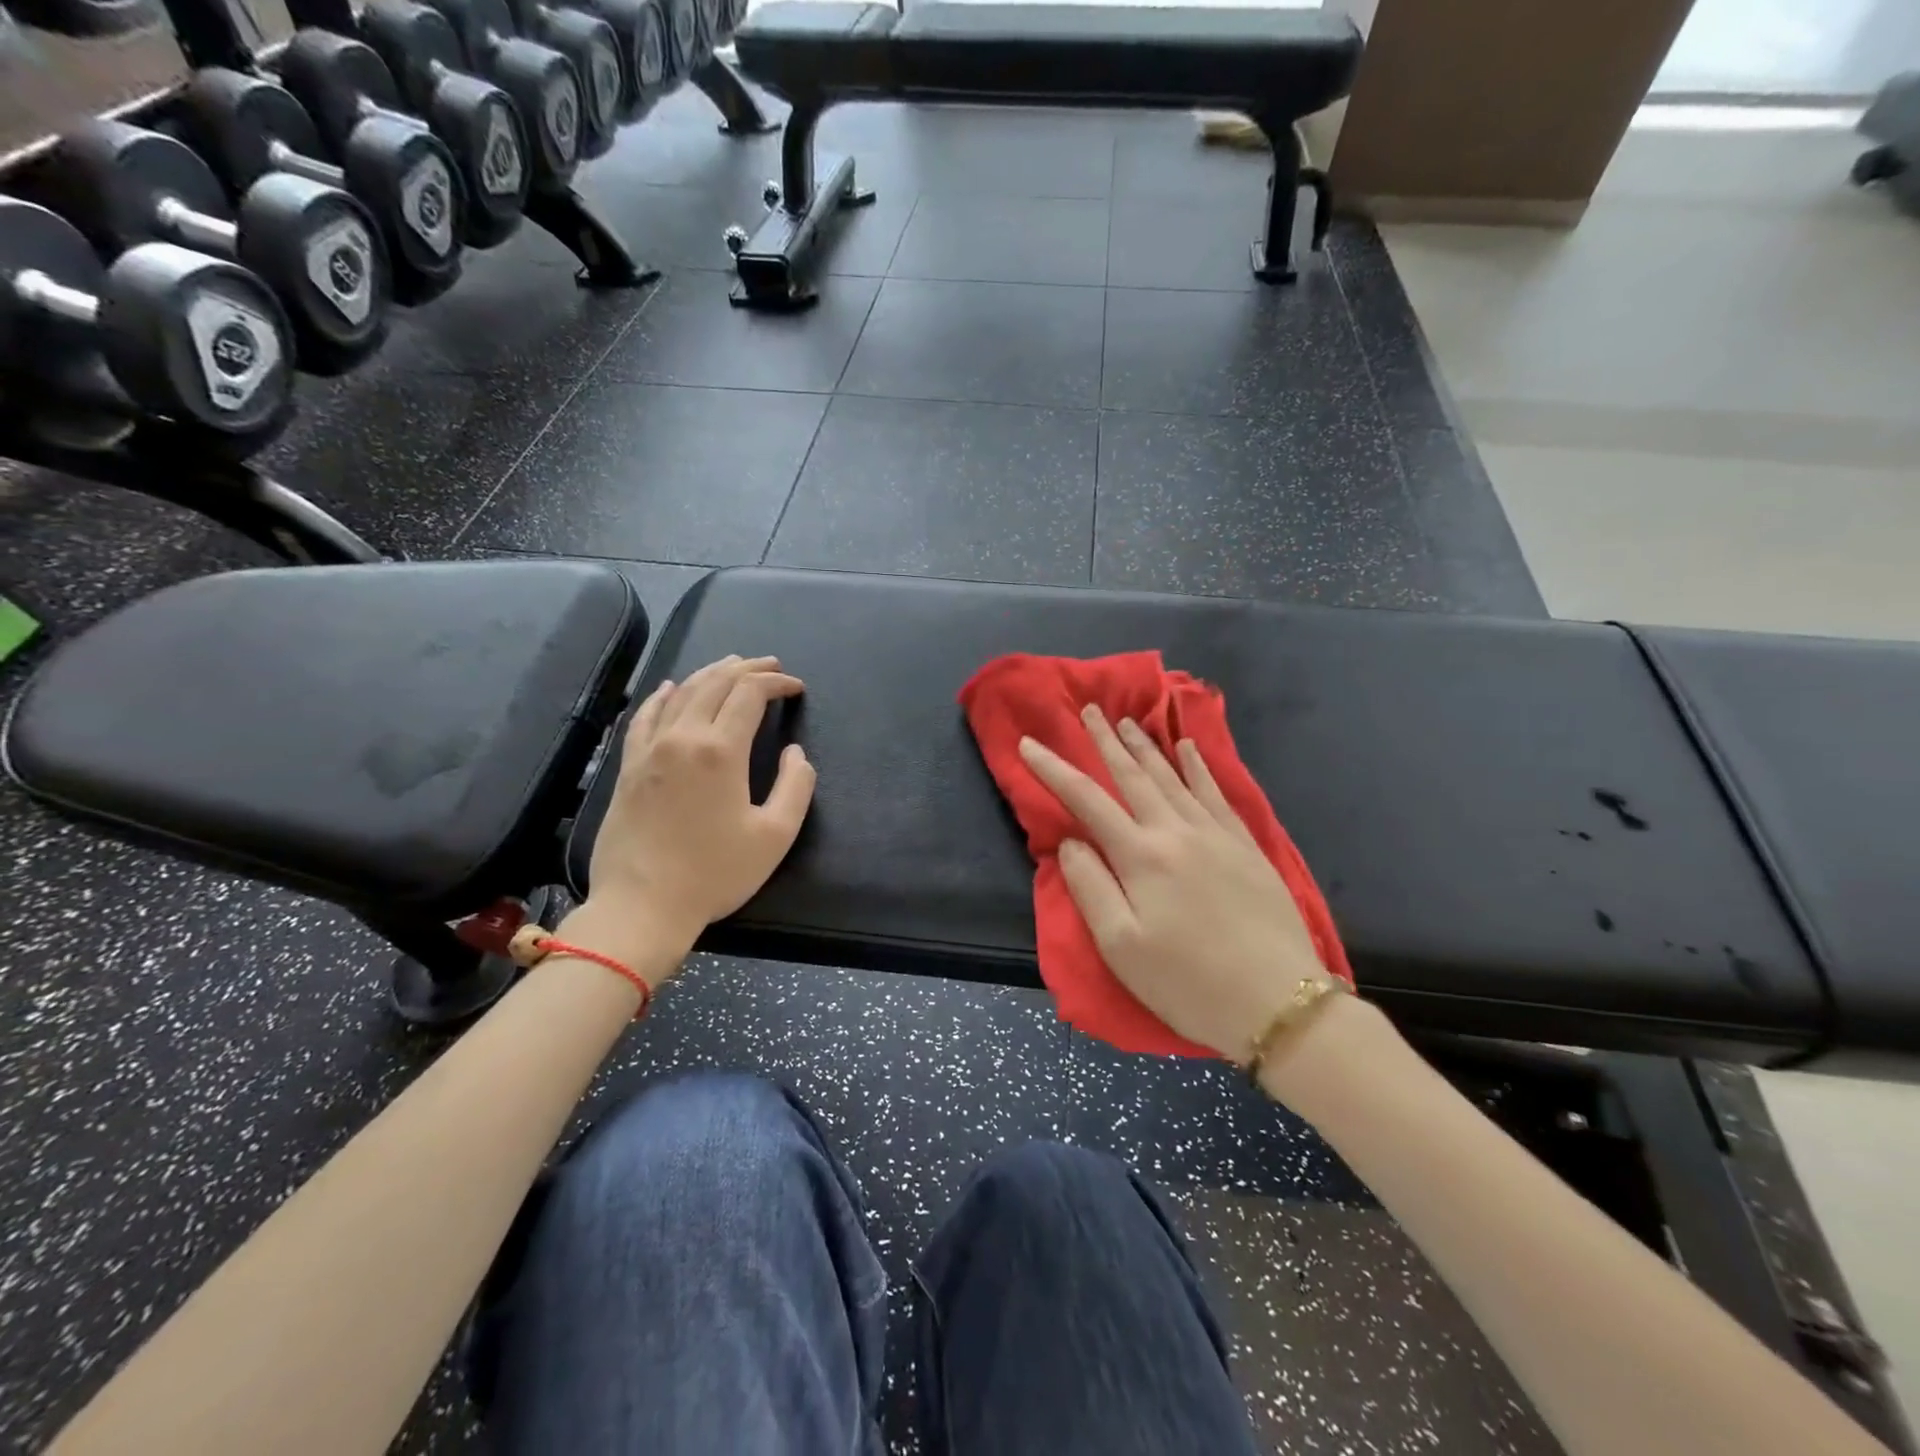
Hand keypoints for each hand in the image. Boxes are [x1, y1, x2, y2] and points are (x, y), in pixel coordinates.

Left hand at [568, 655, 814, 976]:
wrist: (642, 905)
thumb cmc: (715, 873)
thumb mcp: (775, 836)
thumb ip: (795, 786)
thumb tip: (794, 753)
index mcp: (720, 750)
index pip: (750, 694)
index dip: (776, 683)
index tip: (796, 688)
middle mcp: (682, 737)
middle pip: (715, 683)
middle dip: (748, 669)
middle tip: (772, 666)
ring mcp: (650, 749)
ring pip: (681, 692)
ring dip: (711, 673)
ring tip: (733, 665)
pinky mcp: (629, 766)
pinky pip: (645, 716)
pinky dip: (663, 695)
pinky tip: (671, 688)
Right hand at [1018, 705, 1328, 1060]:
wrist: (1279, 1003)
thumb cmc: (1188, 984)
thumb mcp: (1121, 947)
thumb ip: (1090, 887)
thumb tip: (1070, 842)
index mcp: (1141, 856)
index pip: (1087, 800)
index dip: (1054, 769)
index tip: (1030, 744)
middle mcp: (1177, 831)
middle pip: (1133, 776)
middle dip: (1106, 741)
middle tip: (1089, 710)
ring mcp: (1216, 835)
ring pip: (1173, 777)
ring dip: (1146, 746)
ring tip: (1128, 721)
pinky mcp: (1247, 846)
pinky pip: (1217, 793)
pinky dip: (1198, 766)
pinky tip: (1188, 748)